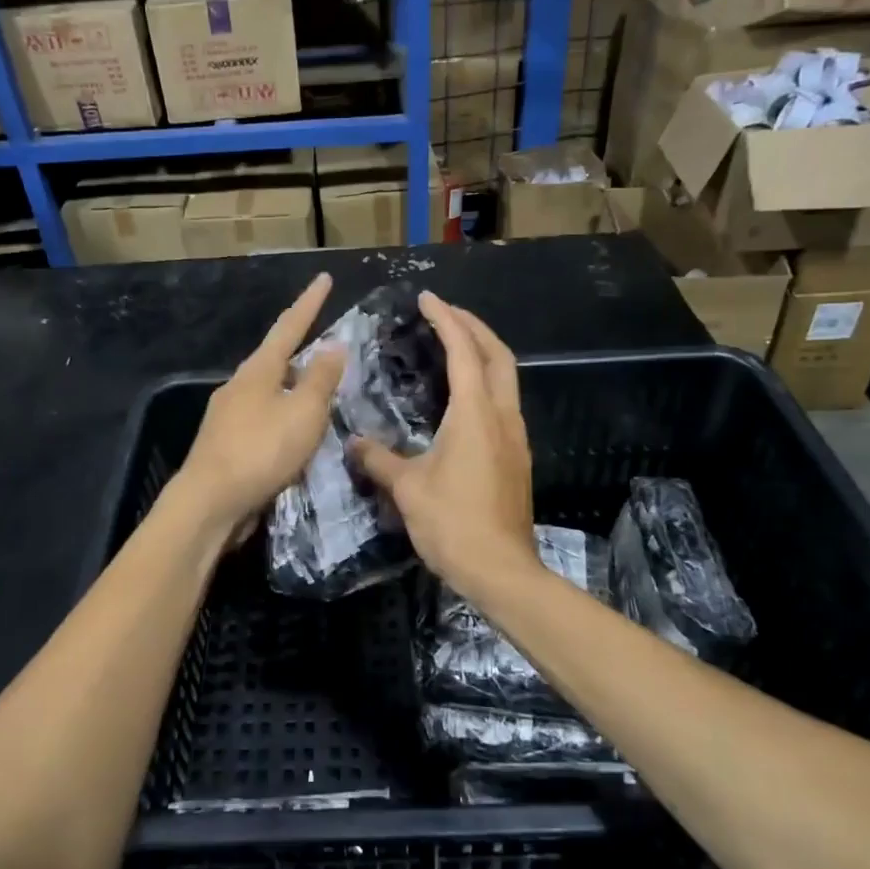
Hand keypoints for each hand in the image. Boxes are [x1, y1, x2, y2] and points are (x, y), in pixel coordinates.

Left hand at [178, 273, 346, 535]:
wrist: (210, 503)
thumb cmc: (261, 450)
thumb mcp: (303, 413)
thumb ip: (321, 380)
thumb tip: (332, 346)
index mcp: (258, 370)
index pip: (289, 327)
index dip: (310, 303)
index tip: (324, 278)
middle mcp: (239, 386)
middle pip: (276, 360)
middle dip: (303, 352)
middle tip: (331, 353)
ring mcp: (229, 416)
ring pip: (270, 392)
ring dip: (295, 390)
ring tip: (321, 397)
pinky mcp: (227, 445)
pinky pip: (264, 420)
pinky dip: (285, 419)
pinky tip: (296, 435)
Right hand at [349, 292, 537, 601]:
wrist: (500, 570)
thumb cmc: (453, 523)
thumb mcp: (407, 488)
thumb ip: (378, 459)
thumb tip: (353, 442)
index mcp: (475, 414)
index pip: (463, 351)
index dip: (446, 320)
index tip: (428, 298)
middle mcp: (502, 416)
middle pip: (498, 355)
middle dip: (474, 327)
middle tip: (445, 313)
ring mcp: (515, 436)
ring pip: (506, 378)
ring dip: (484, 353)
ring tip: (453, 346)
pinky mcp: (516, 456)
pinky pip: (503, 402)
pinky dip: (485, 382)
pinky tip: (462, 397)